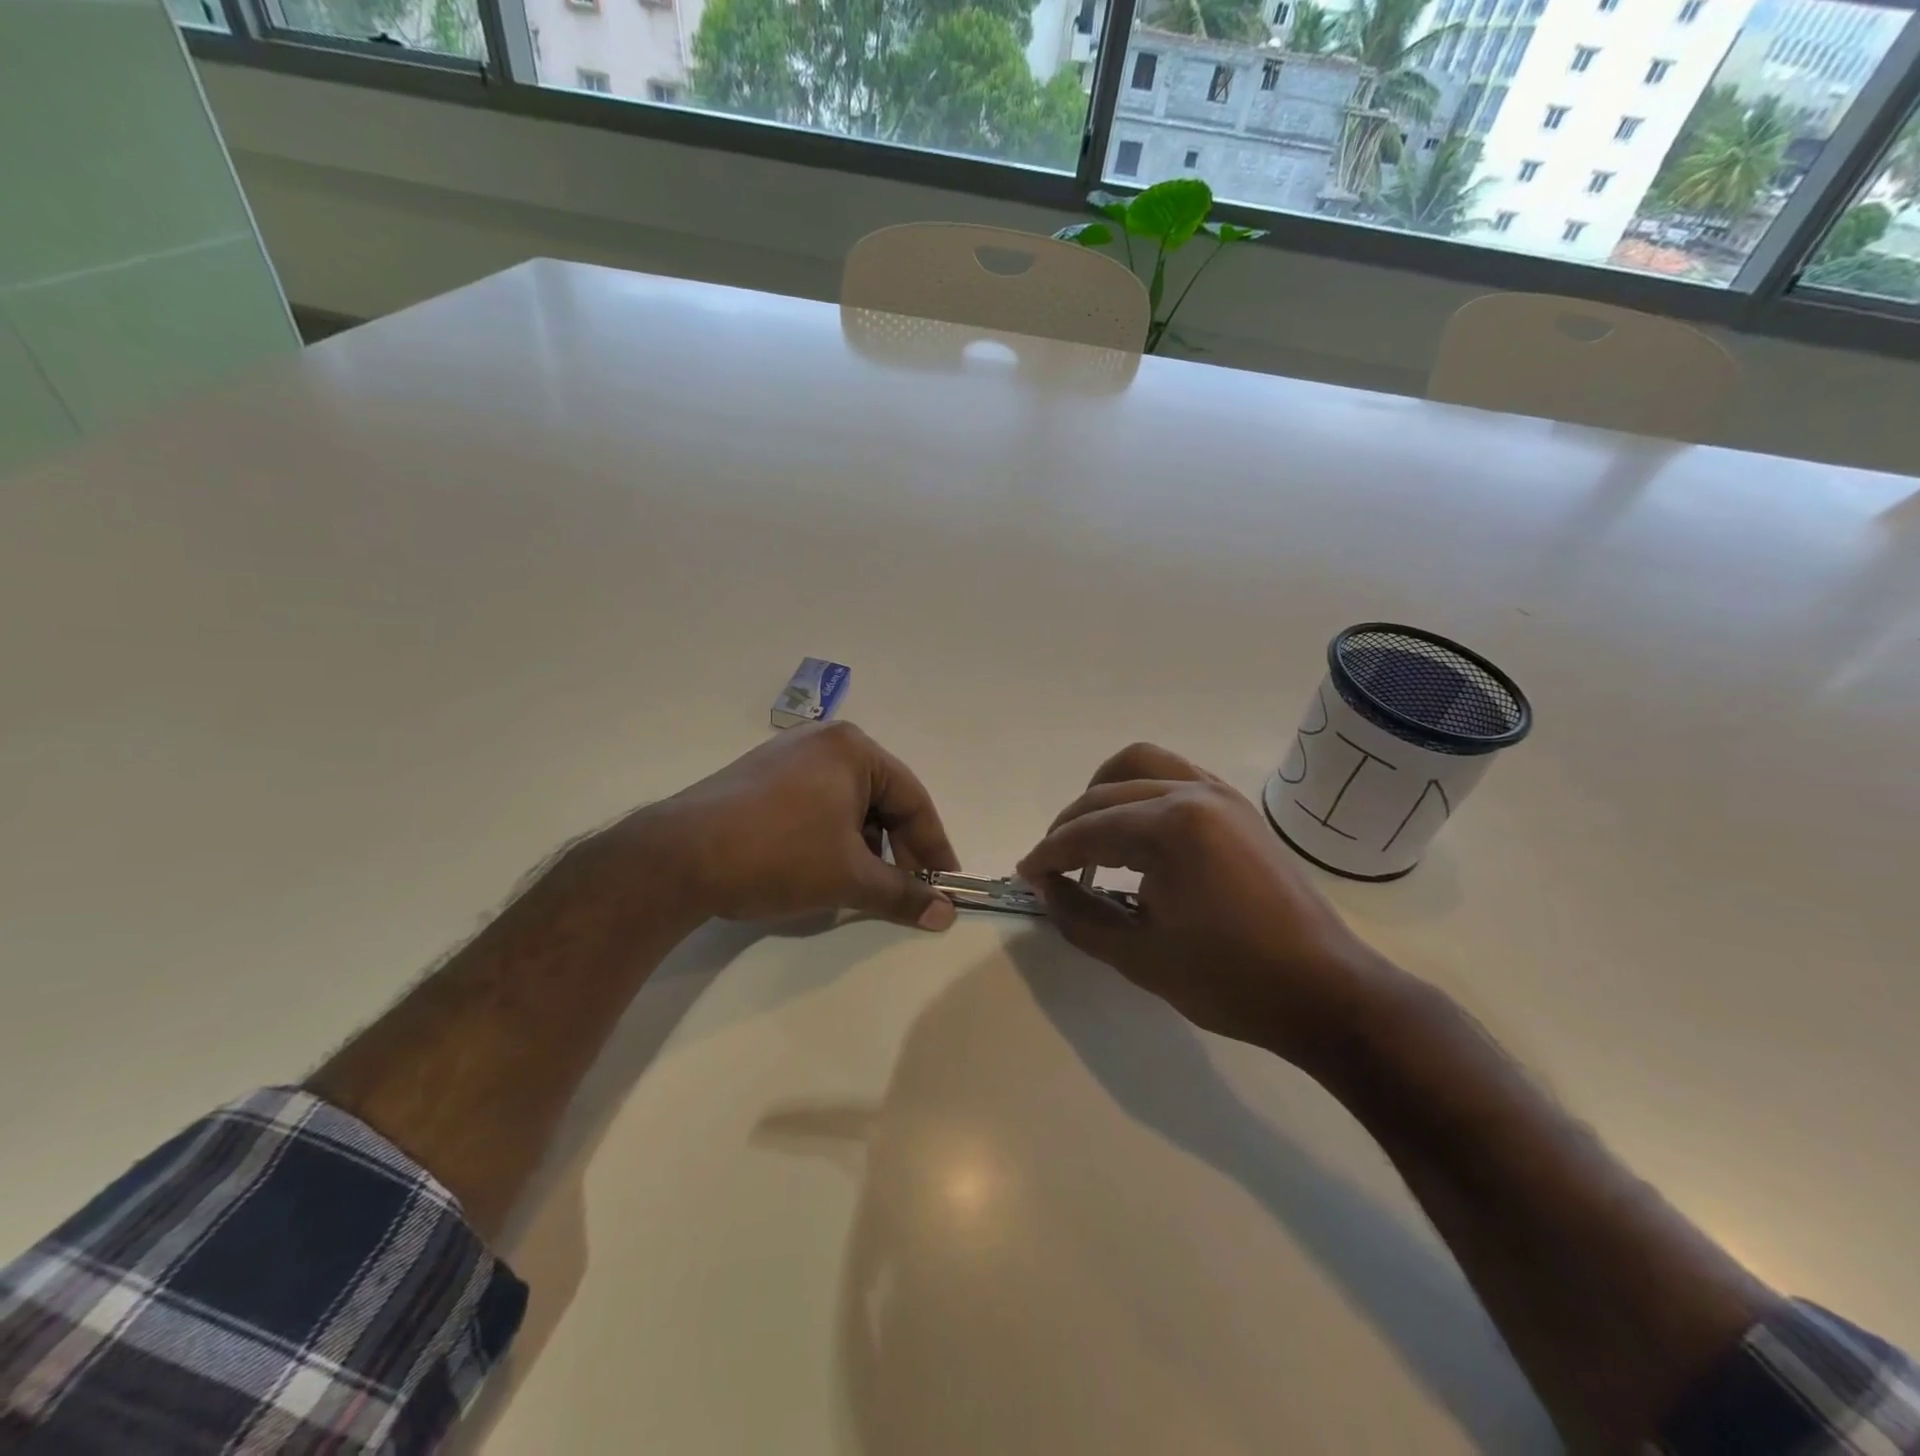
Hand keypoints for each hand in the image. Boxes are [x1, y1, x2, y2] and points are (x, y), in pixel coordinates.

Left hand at [604, 722, 960, 930]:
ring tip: (863, 884)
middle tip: (908, 890)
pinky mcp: (760, 777)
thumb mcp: (849, 877)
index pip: (913, 800)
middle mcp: (823, 741)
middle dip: (897, 848)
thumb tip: (946, 914)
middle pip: (881, 799)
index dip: (934, 847)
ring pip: (848, 804)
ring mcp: (787, 756)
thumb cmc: (778, 855)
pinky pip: (816, 804)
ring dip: (865, 845)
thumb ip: (903, 894)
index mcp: (853, 749)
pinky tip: (824, 868)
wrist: (677, 858)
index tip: (946, 886)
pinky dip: (832, 837)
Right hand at [1016, 743, 1385, 1063]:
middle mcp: (1193, 793)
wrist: (1324, 992)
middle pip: (1106, 793)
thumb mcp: (1139, 956)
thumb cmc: (1230, 980)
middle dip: (1069, 826)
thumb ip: (1079, 916)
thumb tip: (1044, 888)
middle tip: (1050, 868)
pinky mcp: (1236, 807)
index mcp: (1171, 826)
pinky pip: (1174, 775)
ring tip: (1088, 835)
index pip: (1089, 830)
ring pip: (1141, 764)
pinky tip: (1134, 830)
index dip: (1049, 854)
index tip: (1024, 875)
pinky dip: (1140, 791)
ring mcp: (1220, 794)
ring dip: (1103, 793)